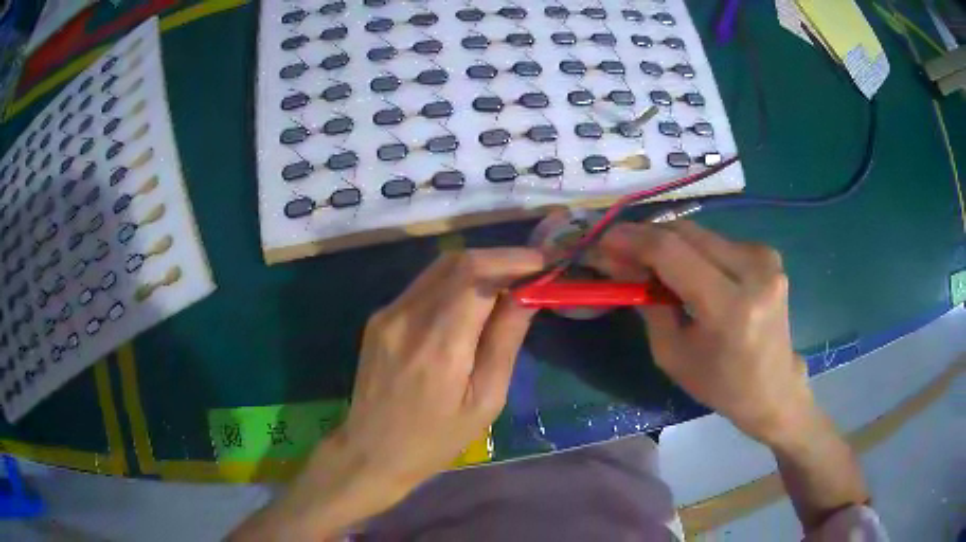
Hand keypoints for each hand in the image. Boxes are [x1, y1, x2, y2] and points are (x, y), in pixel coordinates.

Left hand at [339, 247, 543, 490]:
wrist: (373, 450)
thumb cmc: (437, 439)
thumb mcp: (486, 401)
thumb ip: (505, 340)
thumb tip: (527, 293)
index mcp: (439, 346)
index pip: (477, 276)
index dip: (514, 260)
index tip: (545, 263)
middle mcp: (407, 318)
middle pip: (458, 262)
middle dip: (500, 258)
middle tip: (531, 271)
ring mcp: (388, 314)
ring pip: (440, 268)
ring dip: (478, 267)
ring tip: (507, 283)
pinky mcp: (380, 317)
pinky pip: (424, 285)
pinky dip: (454, 282)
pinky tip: (471, 301)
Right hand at [591, 221, 812, 444]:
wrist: (774, 388)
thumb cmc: (721, 384)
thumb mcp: (672, 355)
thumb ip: (647, 303)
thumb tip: (618, 264)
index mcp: (731, 307)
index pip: (673, 252)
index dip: (633, 240)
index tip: (602, 239)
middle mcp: (754, 271)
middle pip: (686, 232)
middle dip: (646, 236)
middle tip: (617, 249)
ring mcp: (766, 258)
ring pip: (700, 233)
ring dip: (667, 242)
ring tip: (646, 260)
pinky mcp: (768, 254)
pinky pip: (717, 241)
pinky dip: (691, 249)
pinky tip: (681, 267)